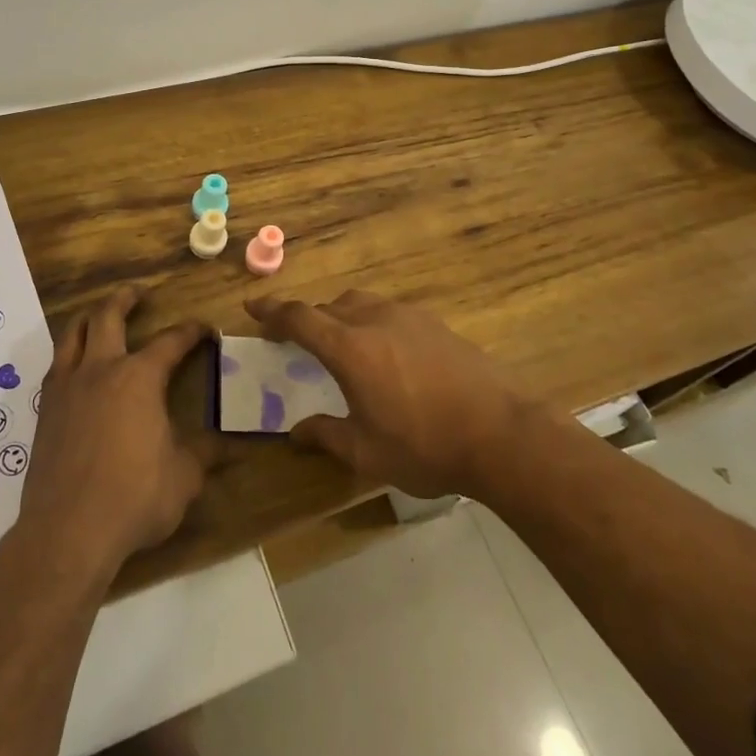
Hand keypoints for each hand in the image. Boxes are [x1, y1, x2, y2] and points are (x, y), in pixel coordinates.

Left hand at [19, 287, 208, 580]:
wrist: (67, 531)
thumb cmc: (134, 498)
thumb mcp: (184, 476)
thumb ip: (205, 453)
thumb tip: (232, 444)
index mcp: (140, 378)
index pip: (171, 341)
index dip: (191, 332)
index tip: (206, 330)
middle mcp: (101, 370)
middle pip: (108, 316)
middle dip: (125, 299)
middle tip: (137, 293)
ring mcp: (67, 388)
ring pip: (73, 334)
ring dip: (89, 318)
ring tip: (99, 316)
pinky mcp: (45, 411)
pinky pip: (56, 366)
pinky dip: (69, 355)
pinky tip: (75, 367)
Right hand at [245, 291, 526, 498]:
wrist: (502, 434)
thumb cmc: (426, 446)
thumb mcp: (367, 452)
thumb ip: (327, 435)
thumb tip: (296, 431)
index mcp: (350, 348)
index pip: (300, 318)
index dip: (273, 311)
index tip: (253, 307)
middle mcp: (375, 320)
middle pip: (330, 306)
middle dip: (307, 319)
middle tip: (295, 340)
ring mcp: (409, 317)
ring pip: (361, 303)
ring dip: (341, 317)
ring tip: (340, 344)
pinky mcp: (436, 324)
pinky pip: (389, 312)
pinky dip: (372, 322)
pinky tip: (385, 353)